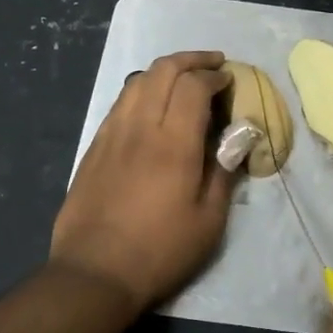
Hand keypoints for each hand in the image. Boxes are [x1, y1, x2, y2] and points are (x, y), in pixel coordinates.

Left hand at [50, 50, 234, 312]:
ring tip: (184, 77)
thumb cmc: (160, 250)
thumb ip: (224, 172)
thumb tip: (237, 138)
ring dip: (165, 70)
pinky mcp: (94, 146)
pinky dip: (142, 90)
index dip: (214, 76)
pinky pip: (121, 102)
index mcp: (173, 143)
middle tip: (213, 64)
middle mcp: (140, 127)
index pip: (193, 86)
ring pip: (138, 81)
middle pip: (163, 70)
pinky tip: (152, 104)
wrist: (94, 272)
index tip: (228, 81)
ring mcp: (112, 134)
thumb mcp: (208, 220)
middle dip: (191, 60)